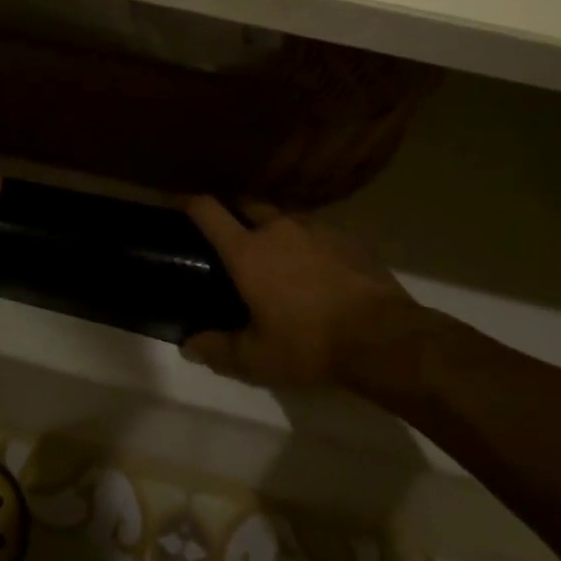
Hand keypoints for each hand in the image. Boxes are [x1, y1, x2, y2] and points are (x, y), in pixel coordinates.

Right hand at [181, 196, 432, 388]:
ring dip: (273, 226)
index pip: (208, 211)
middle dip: (234, 211)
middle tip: (230, 233)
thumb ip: (218, 350)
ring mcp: (316, 228)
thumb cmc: (309, 344)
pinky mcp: (348, 238)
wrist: (382, 337)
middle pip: (247, 203)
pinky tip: (315, 265)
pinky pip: (317, 230)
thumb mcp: (257, 359)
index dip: (188, 201)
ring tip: (276, 250)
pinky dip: (307, 241)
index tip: (177, 201)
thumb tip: (188, 346)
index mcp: (247, 251)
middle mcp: (278, 228)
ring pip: (284, 215)